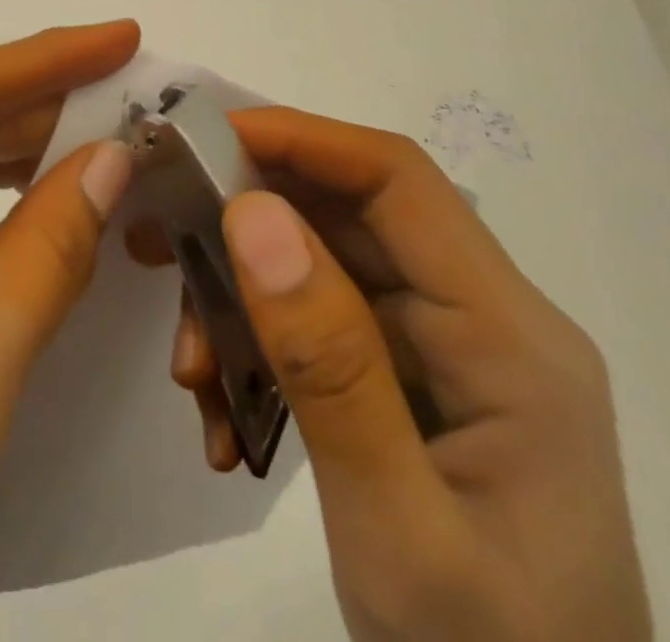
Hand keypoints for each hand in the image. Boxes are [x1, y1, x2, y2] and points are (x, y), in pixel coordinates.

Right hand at [135, 108, 650, 641]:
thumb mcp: (399, 531)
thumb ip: (328, 365)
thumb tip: (254, 213)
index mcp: (509, 335)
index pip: (398, 180)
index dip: (299, 139)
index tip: (202, 140)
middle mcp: (483, 321)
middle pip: (350, 218)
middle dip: (248, 223)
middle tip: (160, 241)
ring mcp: (449, 354)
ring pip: (323, 268)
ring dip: (244, 300)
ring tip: (191, 369)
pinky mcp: (415, 385)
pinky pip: (322, 326)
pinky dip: (262, 348)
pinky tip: (227, 415)